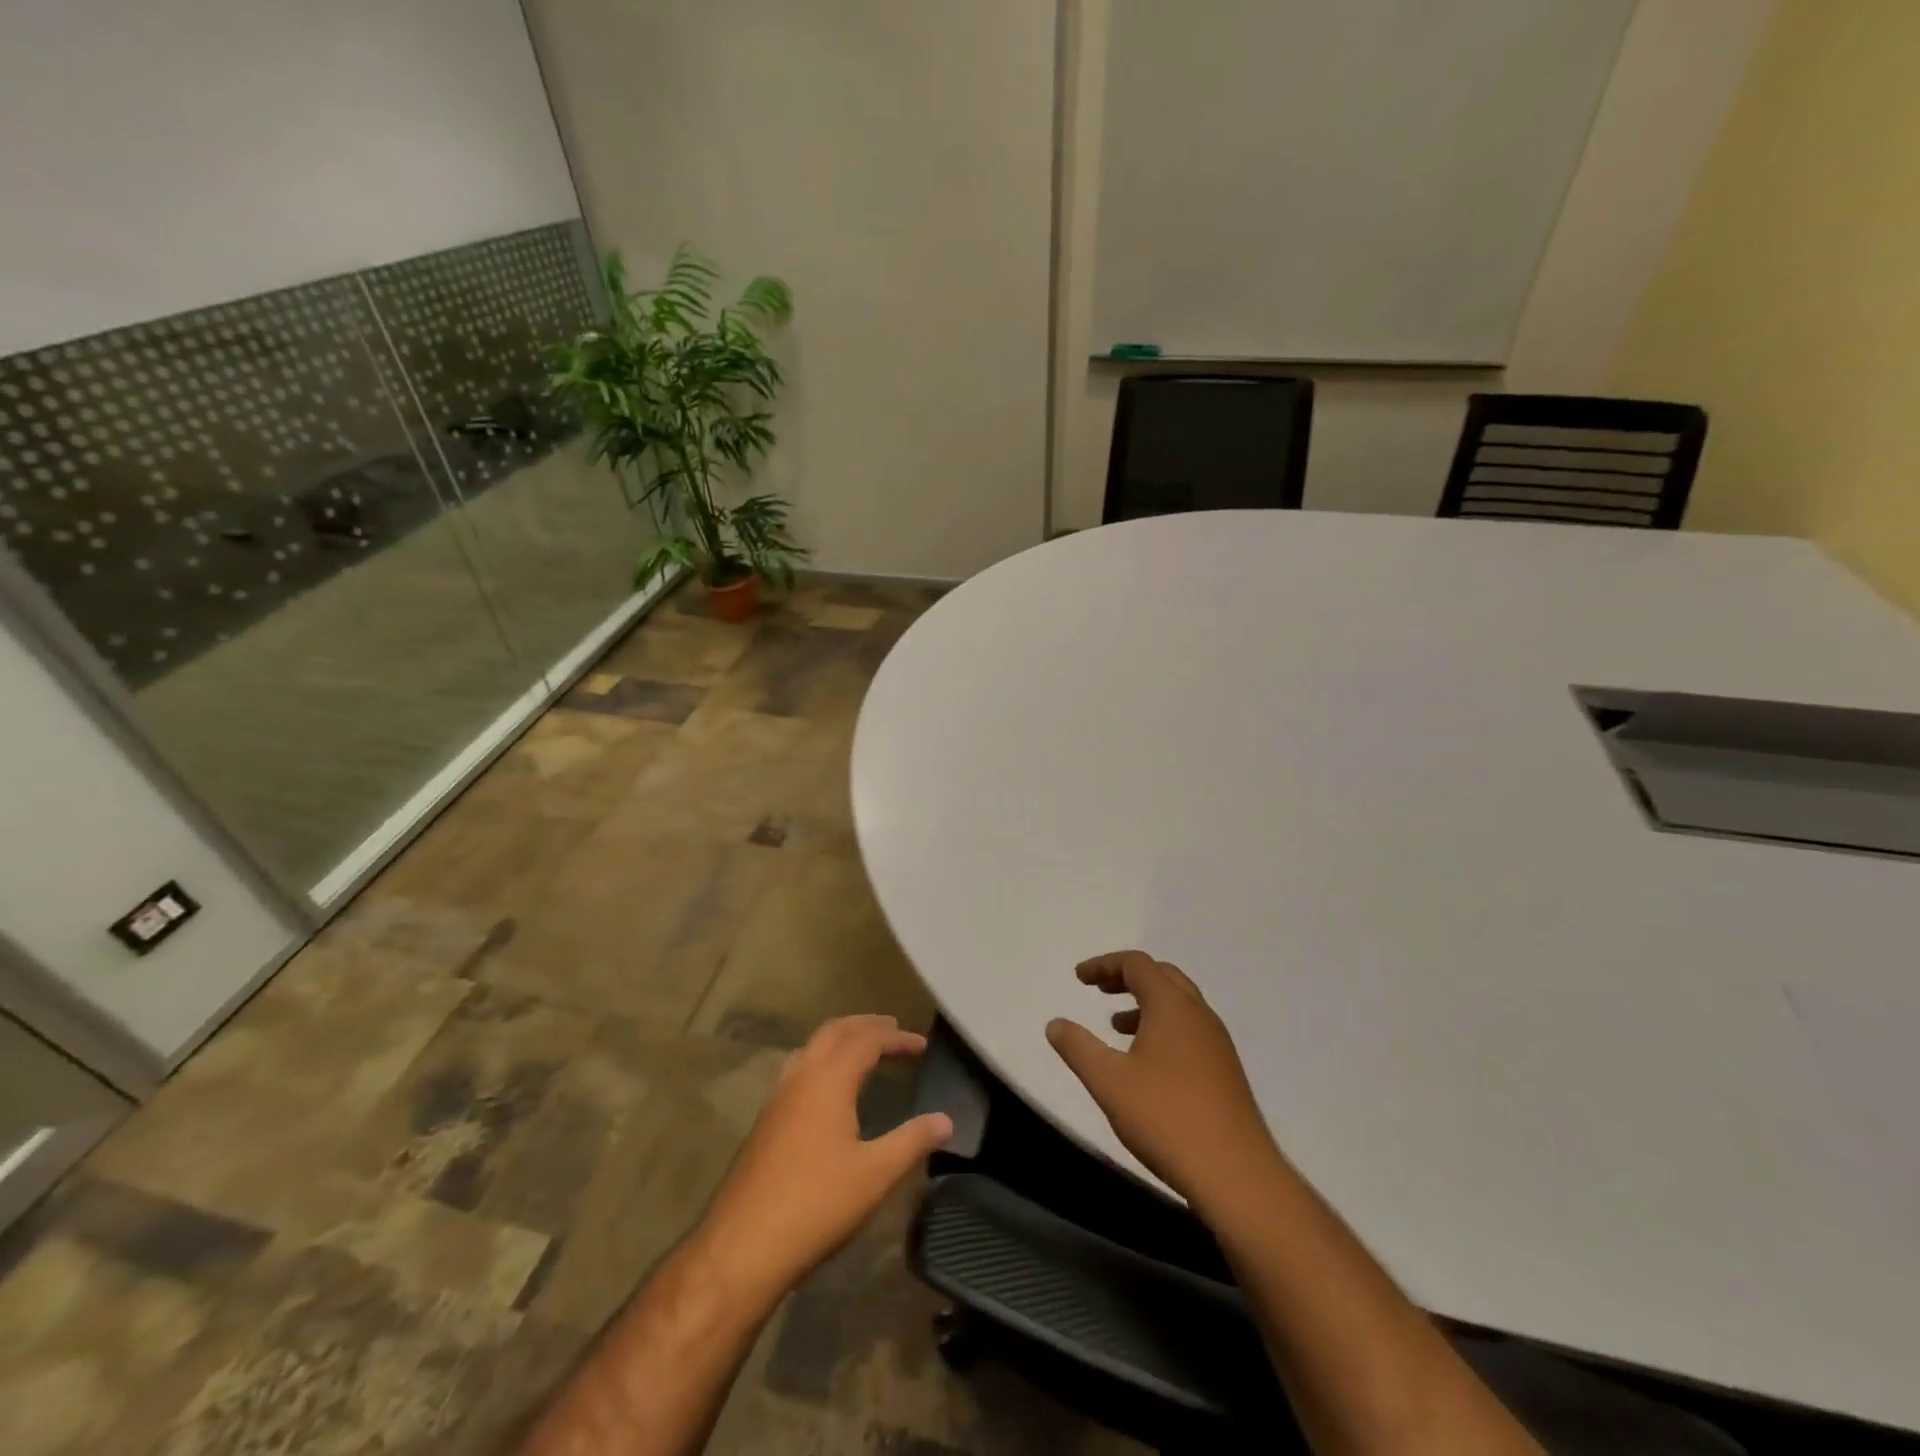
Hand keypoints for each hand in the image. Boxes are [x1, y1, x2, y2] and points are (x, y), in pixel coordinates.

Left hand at [695, 1015, 951, 1303]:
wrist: (742, 1246)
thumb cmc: (816, 1204)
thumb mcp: (875, 1175)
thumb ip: (912, 1141)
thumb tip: (946, 1120)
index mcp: (829, 1079)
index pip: (867, 1040)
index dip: (896, 1038)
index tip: (921, 1044)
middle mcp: (800, 1076)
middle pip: (834, 1031)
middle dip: (865, 1026)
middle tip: (893, 1030)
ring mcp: (777, 1097)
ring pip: (811, 1047)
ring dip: (840, 1039)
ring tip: (863, 1051)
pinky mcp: (765, 1121)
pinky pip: (798, 1069)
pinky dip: (822, 1061)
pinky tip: (829, 1090)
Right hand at [1047, 951, 1277, 1210]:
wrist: (1237, 1176)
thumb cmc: (1166, 1118)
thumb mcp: (1108, 1082)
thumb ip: (1078, 1047)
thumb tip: (1055, 1024)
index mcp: (1172, 1006)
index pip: (1137, 964)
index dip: (1104, 964)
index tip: (1079, 977)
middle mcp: (1199, 1014)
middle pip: (1162, 976)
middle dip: (1127, 977)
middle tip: (1099, 990)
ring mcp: (1217, 1042)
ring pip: (1178, 1004)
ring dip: (1145, 1003)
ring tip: (1116, 1025)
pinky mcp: (1225, 1070)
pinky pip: (1189, 1029)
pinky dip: (1163, 1026)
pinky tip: (1147, 1062)